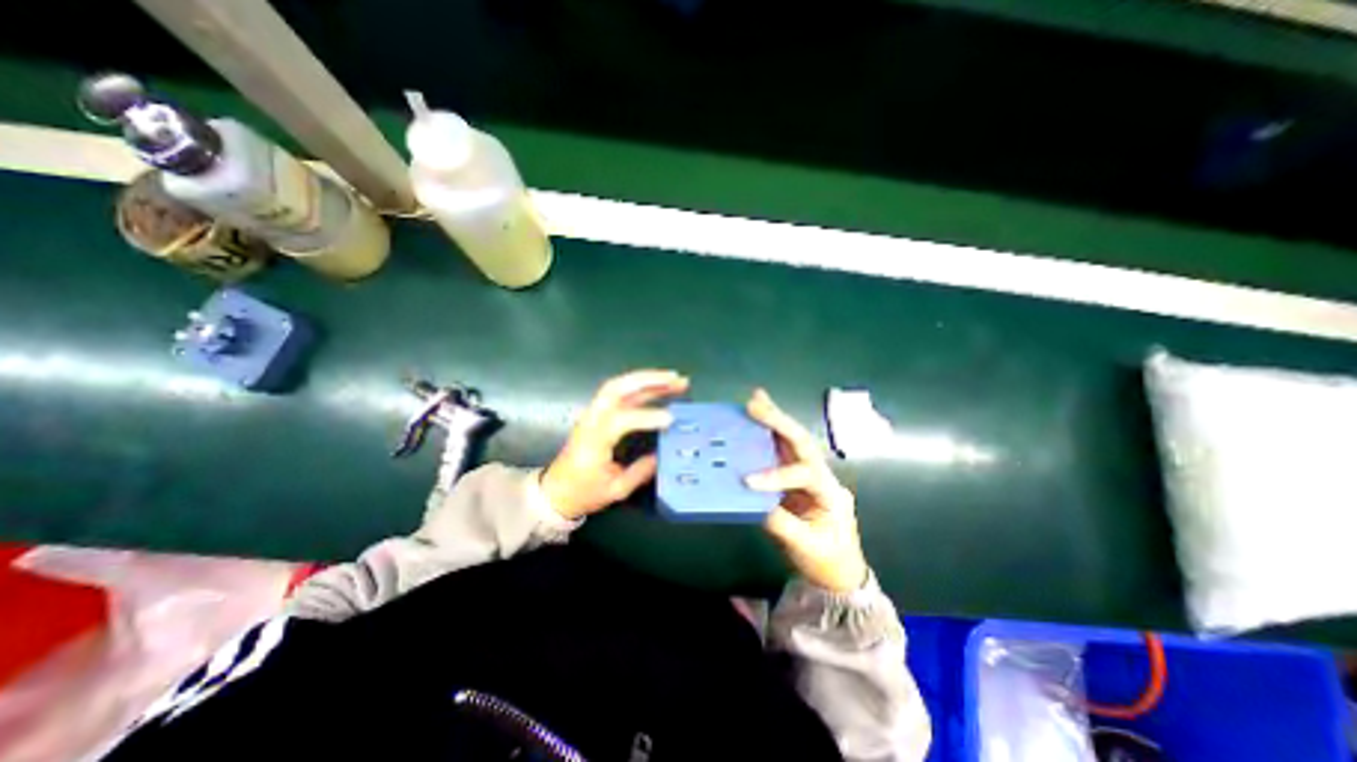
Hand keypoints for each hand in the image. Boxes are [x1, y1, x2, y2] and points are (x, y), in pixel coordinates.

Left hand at [541, 373, 691, 519]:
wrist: (556, 491)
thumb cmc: (583, 493)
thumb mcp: (615, 490)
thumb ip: (640, 472)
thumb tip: (663, 453)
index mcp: (593, 442)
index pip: (620, 419)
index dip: (646, 417)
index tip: (670, 419)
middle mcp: (591, 420)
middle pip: (616, 388)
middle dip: (648, 380)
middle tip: (676, 379)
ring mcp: (593, 413)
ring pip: (619, 385)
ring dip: (647, 379)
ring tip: (674, 379)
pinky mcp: (598, 412)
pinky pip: (619, 392)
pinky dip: (640, 385)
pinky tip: (659, 386)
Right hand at [742, 386, 869, 594]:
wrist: (841, 570)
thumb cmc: (827, 560)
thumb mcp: (805, 548)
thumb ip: (781, 524)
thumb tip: (752, 500)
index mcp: (830, 493)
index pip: (805, 476)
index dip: (777, 476)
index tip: (749, 481)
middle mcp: (822, 475)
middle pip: (803, 443)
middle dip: (779, 422)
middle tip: (755, 405)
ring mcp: (810, 473)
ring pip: (793, 440)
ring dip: (775, 418)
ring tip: (756, 399)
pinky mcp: (797, 475)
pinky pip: (782, 450)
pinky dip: (770, 431)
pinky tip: (760, 416)